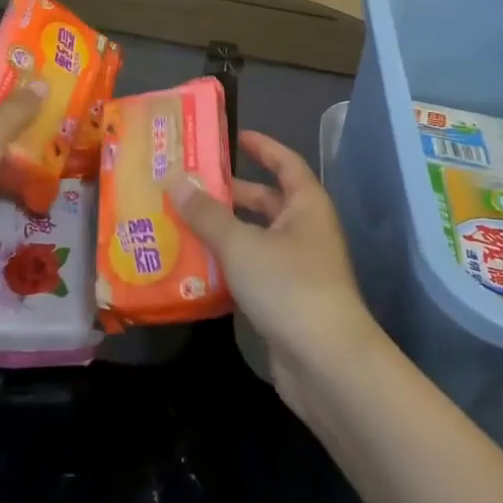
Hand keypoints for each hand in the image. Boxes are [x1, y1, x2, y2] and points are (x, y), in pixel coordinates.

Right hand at [162, 129, 383, 410]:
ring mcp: (297, 268)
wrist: (327, 365)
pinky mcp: (285, 301)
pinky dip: (226, 265)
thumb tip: (174, 180)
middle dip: (229, 193)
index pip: (284, 162)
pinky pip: (251, 271)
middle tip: (187, 184)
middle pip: (265, 201)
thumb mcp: (240, 244)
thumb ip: (206, 213)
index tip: (232, 137)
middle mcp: (305, 231)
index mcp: (305, 205)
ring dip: (222, 231)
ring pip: (254, 238)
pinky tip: (193, 267)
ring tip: (179, 222)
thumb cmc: (289, 286)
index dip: (261, 146)